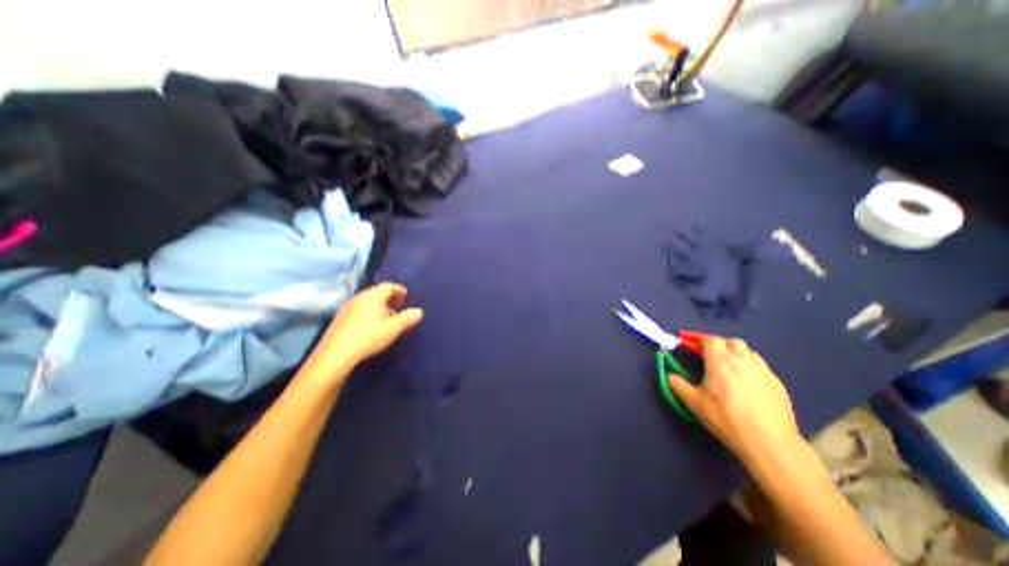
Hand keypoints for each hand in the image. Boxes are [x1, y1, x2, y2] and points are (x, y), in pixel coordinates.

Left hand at [303, 282, 422, 369]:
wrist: (335, 355)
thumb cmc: (369, 337)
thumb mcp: (394, 328)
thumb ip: (408, 318)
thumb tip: (419, 311)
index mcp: (372, 296)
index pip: (388, 286)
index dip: (399, 289)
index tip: (406, 295)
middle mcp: (359, 297)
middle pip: (377, 292)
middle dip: (389, 298)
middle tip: (398, 306)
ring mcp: (347, 307)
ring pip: (367, 301)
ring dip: (378, 306)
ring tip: (387, 317)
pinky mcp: (339, 318)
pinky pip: (359, 309)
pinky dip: (368, 312)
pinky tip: (371, 325)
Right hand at [669, 337, 805, 463]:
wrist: (770, 444)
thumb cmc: (727, 419)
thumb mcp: (694, 403)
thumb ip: (677, 385)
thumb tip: (669, 375)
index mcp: (720, 361)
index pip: (710, 340)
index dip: (698, 340)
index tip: (690, 346)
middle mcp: (742, 360)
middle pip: (730, 341)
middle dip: (719, 345)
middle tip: (710, 357)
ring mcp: (763, 371)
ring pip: (748, 352)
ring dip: (735, 354)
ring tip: (729, 368)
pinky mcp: (777, 383)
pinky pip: (760, 366)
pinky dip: (750, 367)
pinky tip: (747, 383)